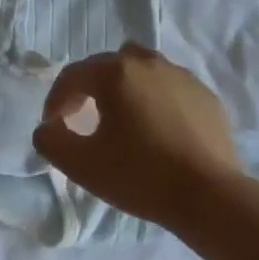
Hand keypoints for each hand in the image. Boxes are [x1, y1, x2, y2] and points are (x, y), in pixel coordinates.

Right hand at [32, 43, 256, 233]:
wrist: (210, 196)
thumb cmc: (141, 175)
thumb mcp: (81, 165)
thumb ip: (51, 140)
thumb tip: (49, 127)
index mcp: (115, 73)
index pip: (73, 76)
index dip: (56, 100)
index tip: (54, 126)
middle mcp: (148, 63)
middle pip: (107, 66)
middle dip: (89, 89)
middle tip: (83, 119)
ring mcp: (181, 76)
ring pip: (142, 69)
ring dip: (124, 88)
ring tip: (123, 119)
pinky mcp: (206, 95)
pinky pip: (170, 87)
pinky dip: (156, 99)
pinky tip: (158, 129)